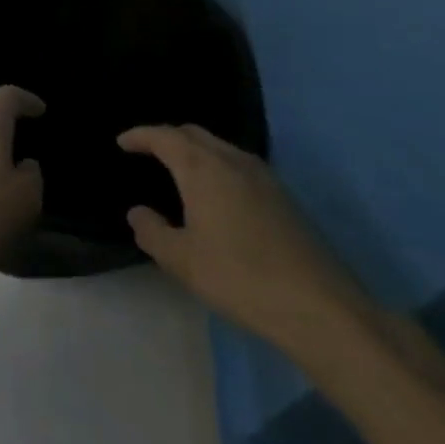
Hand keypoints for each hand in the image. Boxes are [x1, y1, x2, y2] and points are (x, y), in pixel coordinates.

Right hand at [119, 124, 371, 352]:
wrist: (322, 309)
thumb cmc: (240, 278)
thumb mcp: (181, 260)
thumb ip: (151, 231)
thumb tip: (139, 213)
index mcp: (203, 169)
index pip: (165, 137)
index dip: (140, 136)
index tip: (122, 142)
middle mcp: (234, 162)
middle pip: (194, 134)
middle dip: (167, 137)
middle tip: (147, 151)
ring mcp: (265, 178)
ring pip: (221, 147)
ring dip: (195, 150)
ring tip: (178, 170)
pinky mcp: (285, 199)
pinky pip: (239, 165)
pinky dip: (217, 166)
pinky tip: (215, 194)